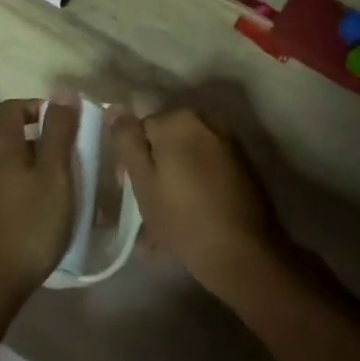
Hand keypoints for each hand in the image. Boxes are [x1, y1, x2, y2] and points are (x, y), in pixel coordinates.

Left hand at [0, 97, 80, 306]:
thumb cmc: (29, 224)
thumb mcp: (55, 175)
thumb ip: (60, 132)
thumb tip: (64, 93)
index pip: (13, 107)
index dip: (41, 107)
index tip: (69, 125)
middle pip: (13, 136)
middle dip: (46, 141)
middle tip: (76, 161)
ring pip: (12, 164)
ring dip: (39, 167)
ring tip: (67, 189)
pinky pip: (8, 187)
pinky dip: (29, 188)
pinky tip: (47, 212)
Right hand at [109, 107, 282, 301]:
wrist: (244, 253)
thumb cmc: (183, 217)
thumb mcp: (143, 180)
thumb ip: (127, 140)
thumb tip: (115, 107)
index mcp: (180, 119)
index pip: (140, 129)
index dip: (130, 159)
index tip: (128, 189)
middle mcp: (207, 121)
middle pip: (166, 142)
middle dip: (154, 170)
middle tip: (146, 208)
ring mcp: (229, 143)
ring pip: (187, 158)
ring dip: (173, 183)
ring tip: (165, 224)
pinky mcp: (244, 166)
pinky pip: (207, 170)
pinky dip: (195, 187)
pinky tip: (190, 218)